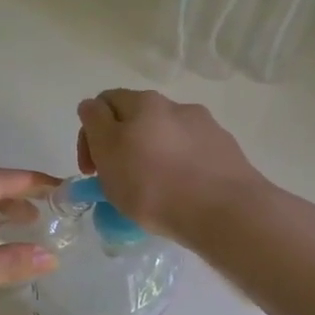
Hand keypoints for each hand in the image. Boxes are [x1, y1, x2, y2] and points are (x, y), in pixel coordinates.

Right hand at [76, 89, 265, 240]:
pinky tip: (180, 192)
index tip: (91, 168)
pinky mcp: (226, 151)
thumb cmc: (153, 184)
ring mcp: (205, 127)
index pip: (104, 103)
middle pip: (137, 118)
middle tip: (117, 177)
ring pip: (165, 136)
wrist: (224, 211)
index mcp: (143, 102)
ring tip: (152, 188)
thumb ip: (95, 124)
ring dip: (151, 154)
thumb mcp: (107, 152)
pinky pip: (191, 154)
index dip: (89, 133)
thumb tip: (92, 108)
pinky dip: (178, 167)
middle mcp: (176, 106)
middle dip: (121, 143)